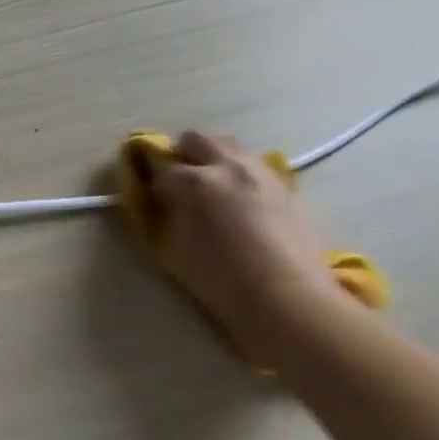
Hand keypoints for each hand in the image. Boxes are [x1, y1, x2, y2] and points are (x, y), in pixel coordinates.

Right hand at [149, 132, 347, 354]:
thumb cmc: (223, 283)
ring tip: (213, 184)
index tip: (150, 194)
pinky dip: (241, 171)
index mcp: (193, 182)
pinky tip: (243, 197)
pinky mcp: (285, 185)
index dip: (150, 178)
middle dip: (182, 156)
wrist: (289, 300)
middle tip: (180, 184)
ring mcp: (259, 171)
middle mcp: (225, 165)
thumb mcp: (174, 253)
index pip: (159, 165)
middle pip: (194, 139)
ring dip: (213, 157)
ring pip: (228, 144)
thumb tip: (157, 202)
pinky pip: (255, 163)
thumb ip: (161, 219)